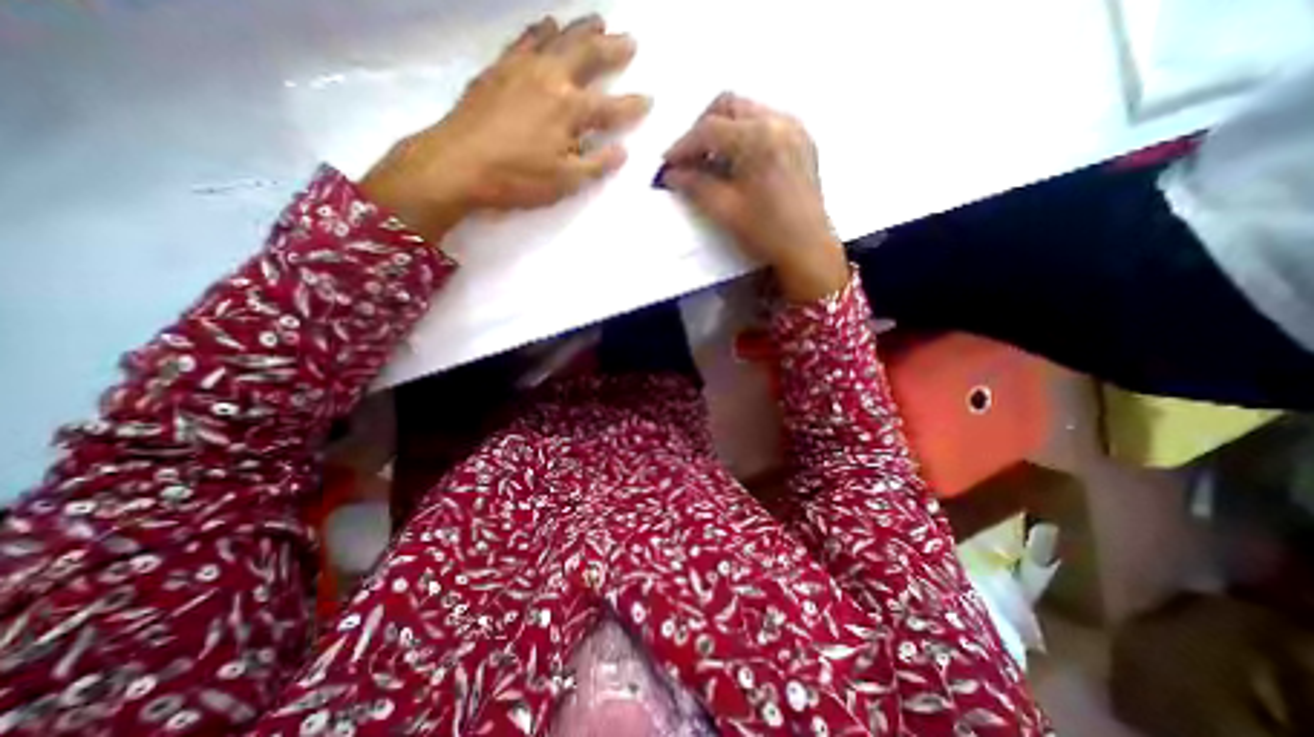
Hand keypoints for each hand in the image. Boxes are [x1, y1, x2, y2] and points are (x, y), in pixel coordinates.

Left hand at [357, 14, 650, 242]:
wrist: (458, 163)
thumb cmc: (518, 178)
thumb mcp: (565, 182)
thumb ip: (597, 164)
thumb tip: (622, 151)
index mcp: (570, 111)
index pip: (610, 107)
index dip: (632, 106)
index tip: (649, 99)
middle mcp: (551, 79)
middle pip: (587, 55)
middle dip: (612, 48)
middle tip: (629, 40)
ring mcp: (523, 67)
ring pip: (558, 38)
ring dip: (581, 29)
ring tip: (597, 21)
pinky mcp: (499, 67)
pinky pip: (525, 38)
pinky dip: (540, 30)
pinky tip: (546, 25)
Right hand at [662, 93, 846, 301]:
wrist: (808, 249)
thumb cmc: (766, 233)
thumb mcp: (725, 210)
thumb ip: (695, 186)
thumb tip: (671, 174)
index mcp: (758, 138)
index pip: (709, 129)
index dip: (683, 145)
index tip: (668, 163)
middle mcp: (778, 121)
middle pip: (729, 105)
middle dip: (703, 128)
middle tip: (689, 158)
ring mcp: (794, 129)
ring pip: (748, 111)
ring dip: (724, 130)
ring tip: (711, 162)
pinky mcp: (802, 141)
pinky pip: (766, 123)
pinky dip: (745, 135)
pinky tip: (738, 162)